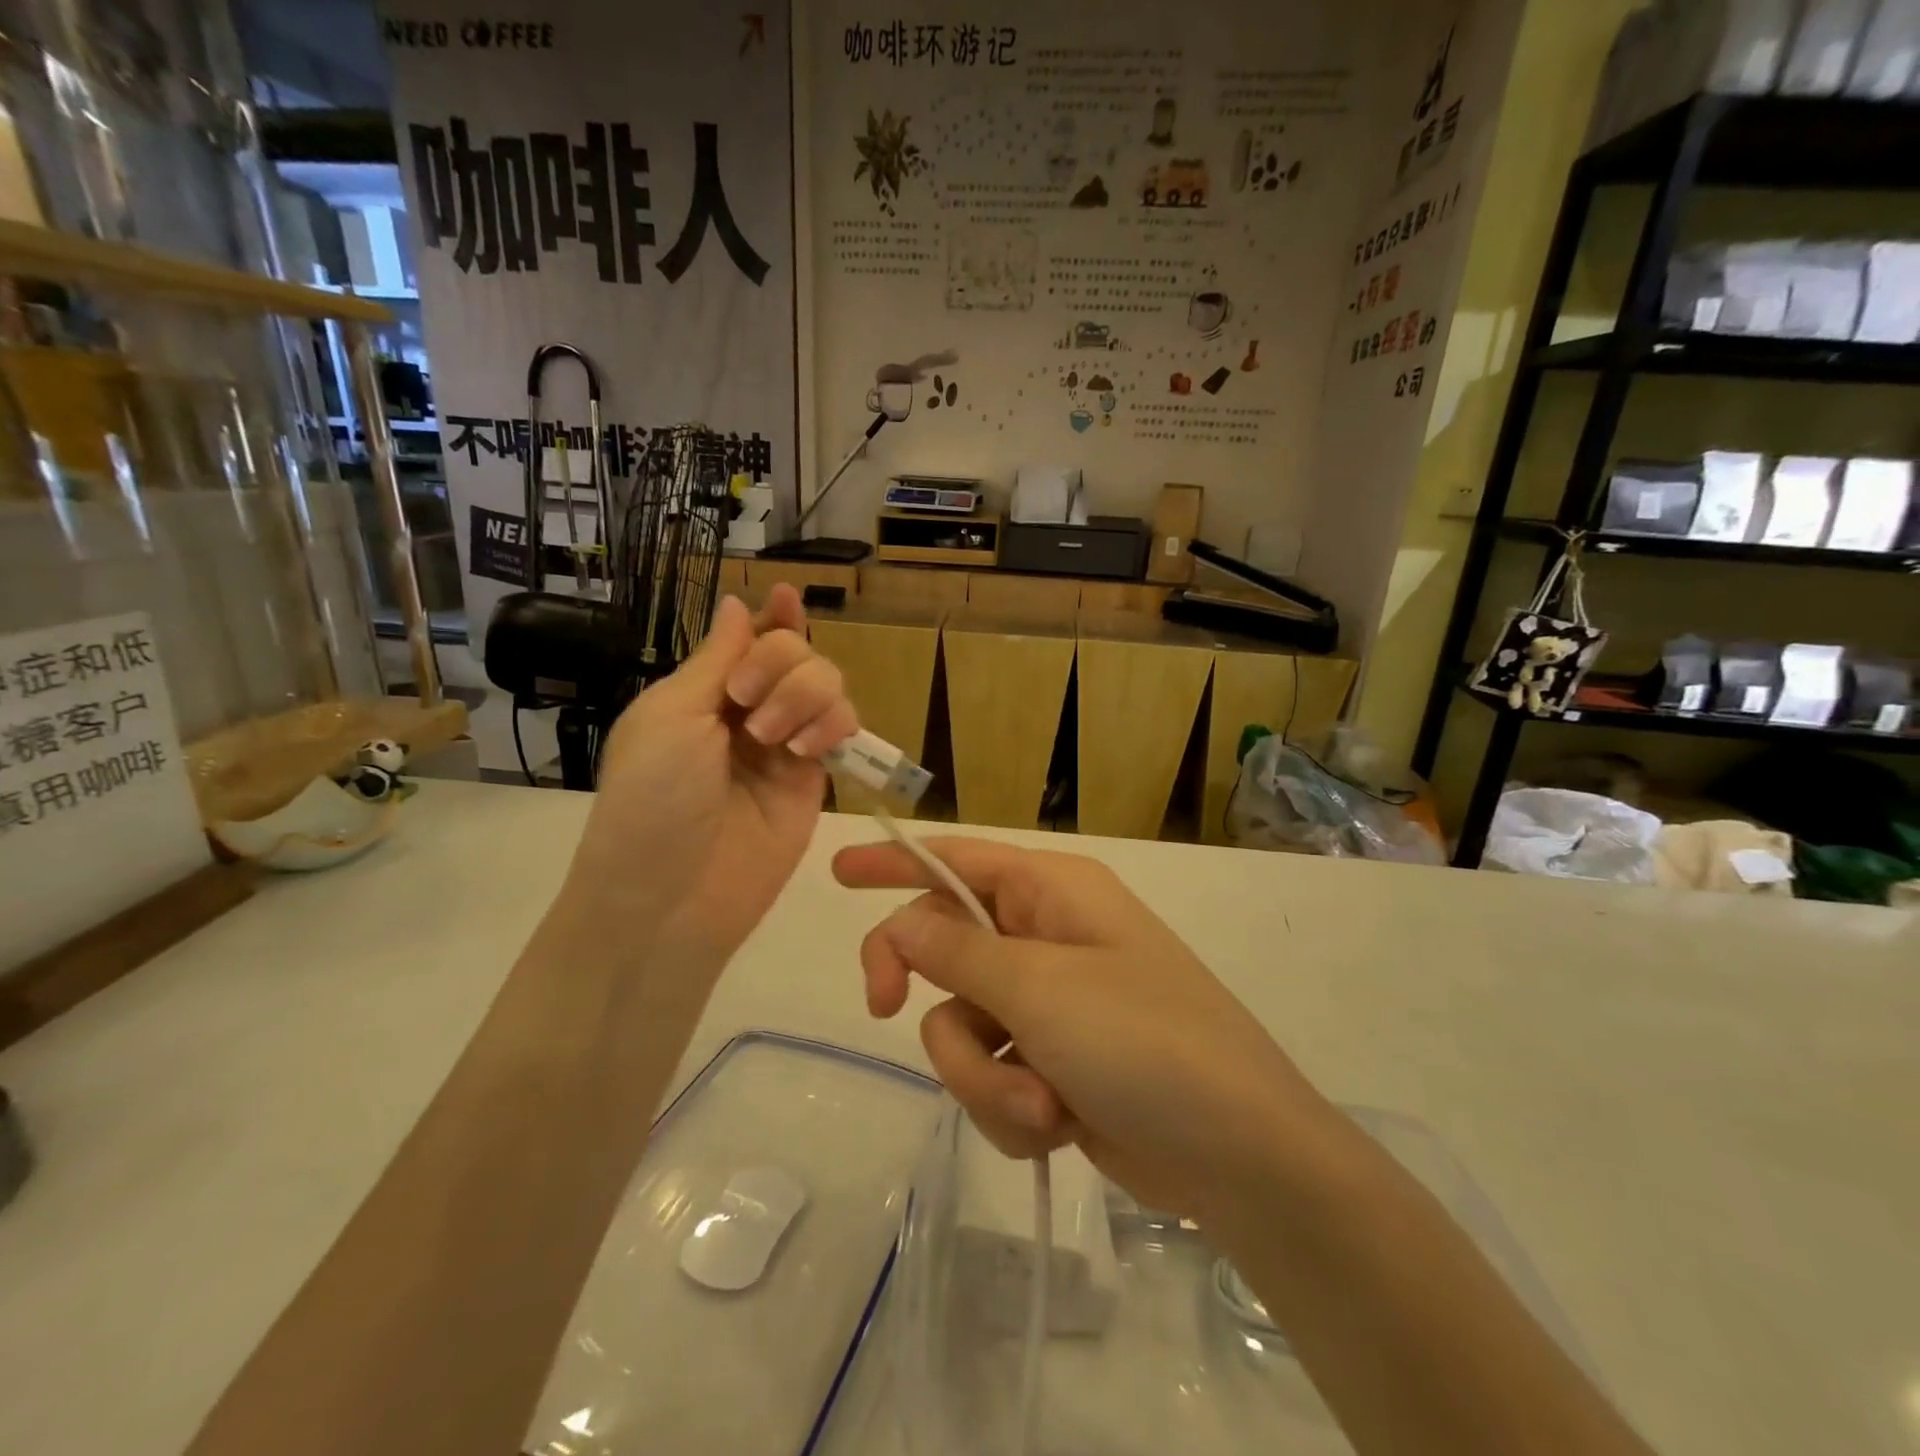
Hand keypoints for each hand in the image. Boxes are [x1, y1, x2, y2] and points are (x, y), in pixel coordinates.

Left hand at [557, 585, 856, 970]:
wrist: (672, 895)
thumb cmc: (652, 797)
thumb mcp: (671, 715)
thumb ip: (715, 657)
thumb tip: (739, 603)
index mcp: (703, 692)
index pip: (748, 640)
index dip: (772, 617)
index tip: (787, 597)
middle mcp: (749, 712)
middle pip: (796, 652)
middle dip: (780, 661)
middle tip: (745, 699)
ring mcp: (786, 745)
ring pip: (827, 684)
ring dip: (804, 693)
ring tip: (772, 737)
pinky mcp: (816, 779)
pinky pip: (843, 728)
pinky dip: (833, 723)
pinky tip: (806, 747)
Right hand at [832, 838, 1328, 1221]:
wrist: (1238, 1155)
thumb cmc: (1145, 1042)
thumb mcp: (1040, 988)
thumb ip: (957, 953)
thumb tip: (902, 926)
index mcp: (1052, 893)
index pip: (957, 860)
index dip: (895, 862)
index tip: (838, 873)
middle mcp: (1048, 937)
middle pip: (944, 948)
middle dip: (930, 996)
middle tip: (884, 1011)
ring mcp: (1052, 1005)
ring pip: (962, 1026)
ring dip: (986, 1075)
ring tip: (1041, 1101)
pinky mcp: (1055, 1063)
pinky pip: (995, 1074)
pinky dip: (1012, 1106)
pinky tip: (1057, 1124)